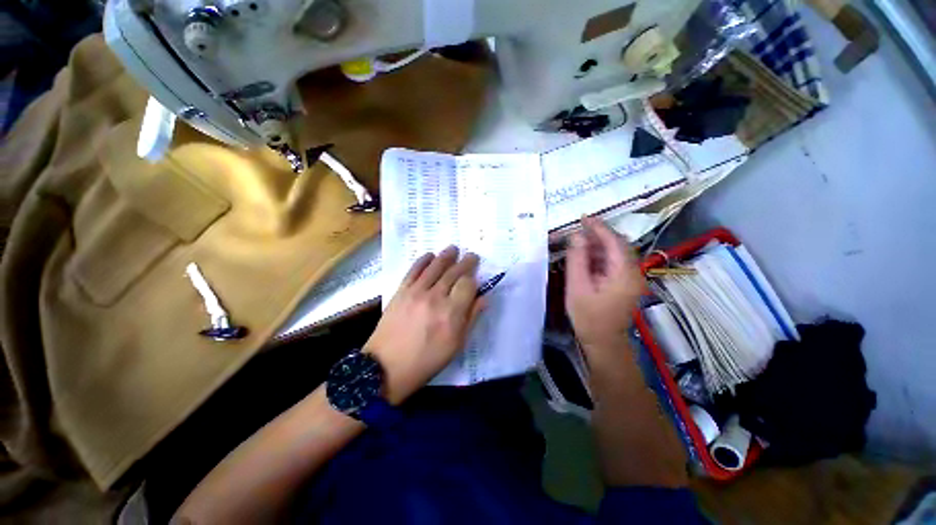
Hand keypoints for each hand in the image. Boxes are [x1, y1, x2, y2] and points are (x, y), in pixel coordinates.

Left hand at [364, 247, 483, 403]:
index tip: (476, 278)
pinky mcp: (400, 292)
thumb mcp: (455, 346)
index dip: (474, 279)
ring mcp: (415, 293)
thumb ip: (470, 320)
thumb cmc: (426, 362)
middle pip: (453, 273)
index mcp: (452, 314)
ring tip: (453, 249)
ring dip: (446, 256)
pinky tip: (429, 255)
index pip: (467, 285)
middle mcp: (435, 298)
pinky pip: (413, 270)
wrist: (387, 366)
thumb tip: (482, 299)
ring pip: (434, 267)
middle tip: (472, 256)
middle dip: (465, 263)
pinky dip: (423, 261)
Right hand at [565, 216, 645, 354]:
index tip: (582, 217)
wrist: (605, 344)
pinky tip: (590, 260)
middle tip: (579, 230)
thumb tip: (577, 235)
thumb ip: (577, 259)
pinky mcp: (630, 285)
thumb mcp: (577, 288)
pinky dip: (605, 257)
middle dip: (600, 234)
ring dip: (601, 246)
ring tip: (581, 245)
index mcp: (623, 271)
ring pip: (619, 253)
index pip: (613, 240)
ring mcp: (634, 278)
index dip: (598, 226)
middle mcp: (634, 271)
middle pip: (619, 244)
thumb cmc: (590, 319)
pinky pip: (619, 263)